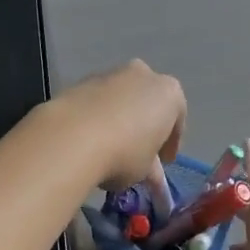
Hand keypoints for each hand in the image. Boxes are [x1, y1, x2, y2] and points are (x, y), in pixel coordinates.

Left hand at [51, 60, 185, 195]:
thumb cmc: (124, 153)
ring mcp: (111, 74)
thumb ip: (151, 168)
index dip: (170, 144)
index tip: (164, 162)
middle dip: (145, 124)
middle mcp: (143, 75)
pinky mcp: (82, 81)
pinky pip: (98, 101)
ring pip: (121, 98)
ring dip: (120, 118)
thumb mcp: (145, 169)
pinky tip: (90, 138)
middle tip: (138, 151)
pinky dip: (98, 116)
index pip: (177, 120)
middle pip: (148, 102)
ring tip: (110, 147)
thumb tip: (150, 175)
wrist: (73, 136)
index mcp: (169, 92)